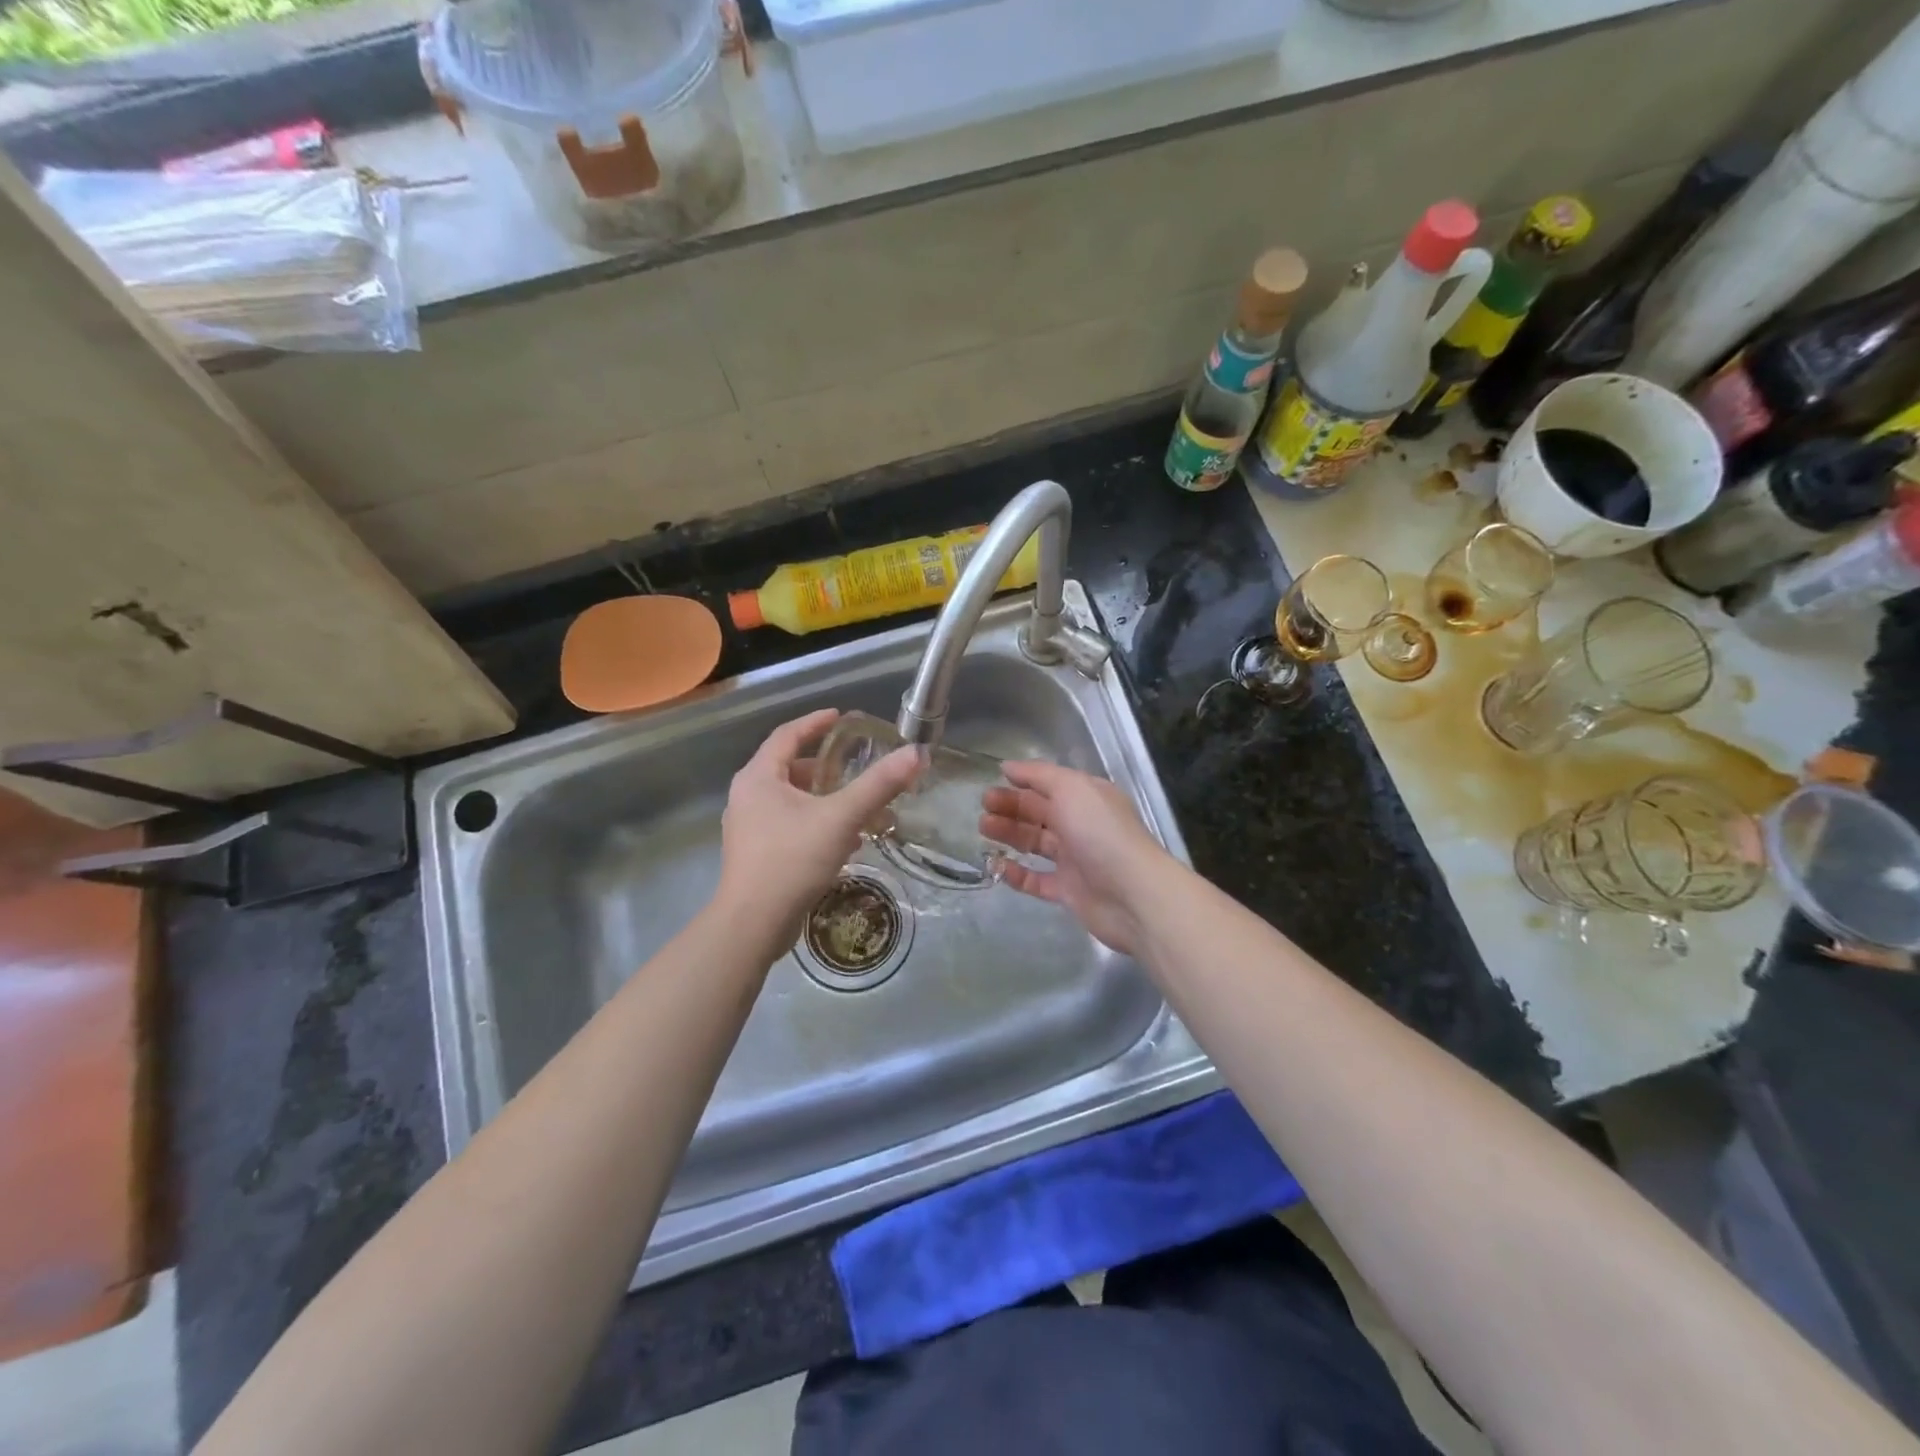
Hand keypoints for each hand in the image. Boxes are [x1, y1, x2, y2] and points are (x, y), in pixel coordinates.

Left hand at [717, 709, 920, 940]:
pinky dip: (815, 822)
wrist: (753, 924)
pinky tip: (844, 841)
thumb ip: (878, 785)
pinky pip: (789, 825)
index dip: (815, 723)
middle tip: (855, 764)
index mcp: (759, 777)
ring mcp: (748, 828)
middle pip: (788, 767)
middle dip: (824, 765)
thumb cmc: (791, 860)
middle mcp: (747, 797)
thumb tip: (916, 753)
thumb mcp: (841, 818)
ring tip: (856, 804)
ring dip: (823, 798)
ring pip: (790, 800)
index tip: (841, 717)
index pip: (787, 735)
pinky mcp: (756, 854)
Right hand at [980, 761, 1167, 956]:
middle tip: (983, 809)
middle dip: (1010, 807)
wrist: (1132, 893)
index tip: (991, 783)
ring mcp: (1075, 859)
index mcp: (1086, 797)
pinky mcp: (1068, 891)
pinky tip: (997, 866)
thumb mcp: (1072, 789)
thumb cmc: (1100, 832)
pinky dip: (1017, 873)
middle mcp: (1081, 824)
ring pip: (1035, 843)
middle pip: (1039, 812)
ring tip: (984, 830)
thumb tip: (1008, 767)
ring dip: (1009, 835)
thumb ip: (1039, 775)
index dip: (1021, 782)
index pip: (1049, 784)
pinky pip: (1037, 880)